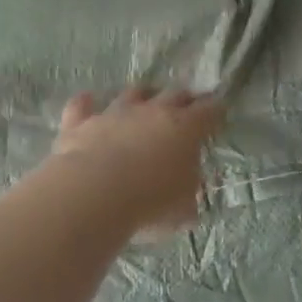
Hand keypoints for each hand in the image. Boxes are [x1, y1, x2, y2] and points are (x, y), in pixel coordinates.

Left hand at [48, 88, 224, 235]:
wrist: (94, 195)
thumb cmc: (150, 203)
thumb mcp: (185, 208)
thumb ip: (190, 194)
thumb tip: (192, 193)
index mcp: (185, 129)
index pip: (209, 111)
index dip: (216, 111)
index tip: (219, 112)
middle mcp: (152, 112)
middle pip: (174, 94)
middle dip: (184, 99)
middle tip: (187, 105)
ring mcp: (115, 113)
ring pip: (132, 93)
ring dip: (141, 96)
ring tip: (144, 99)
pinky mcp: (81, 122)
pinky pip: (83, 105)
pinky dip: (87, 103)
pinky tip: (87, 101)